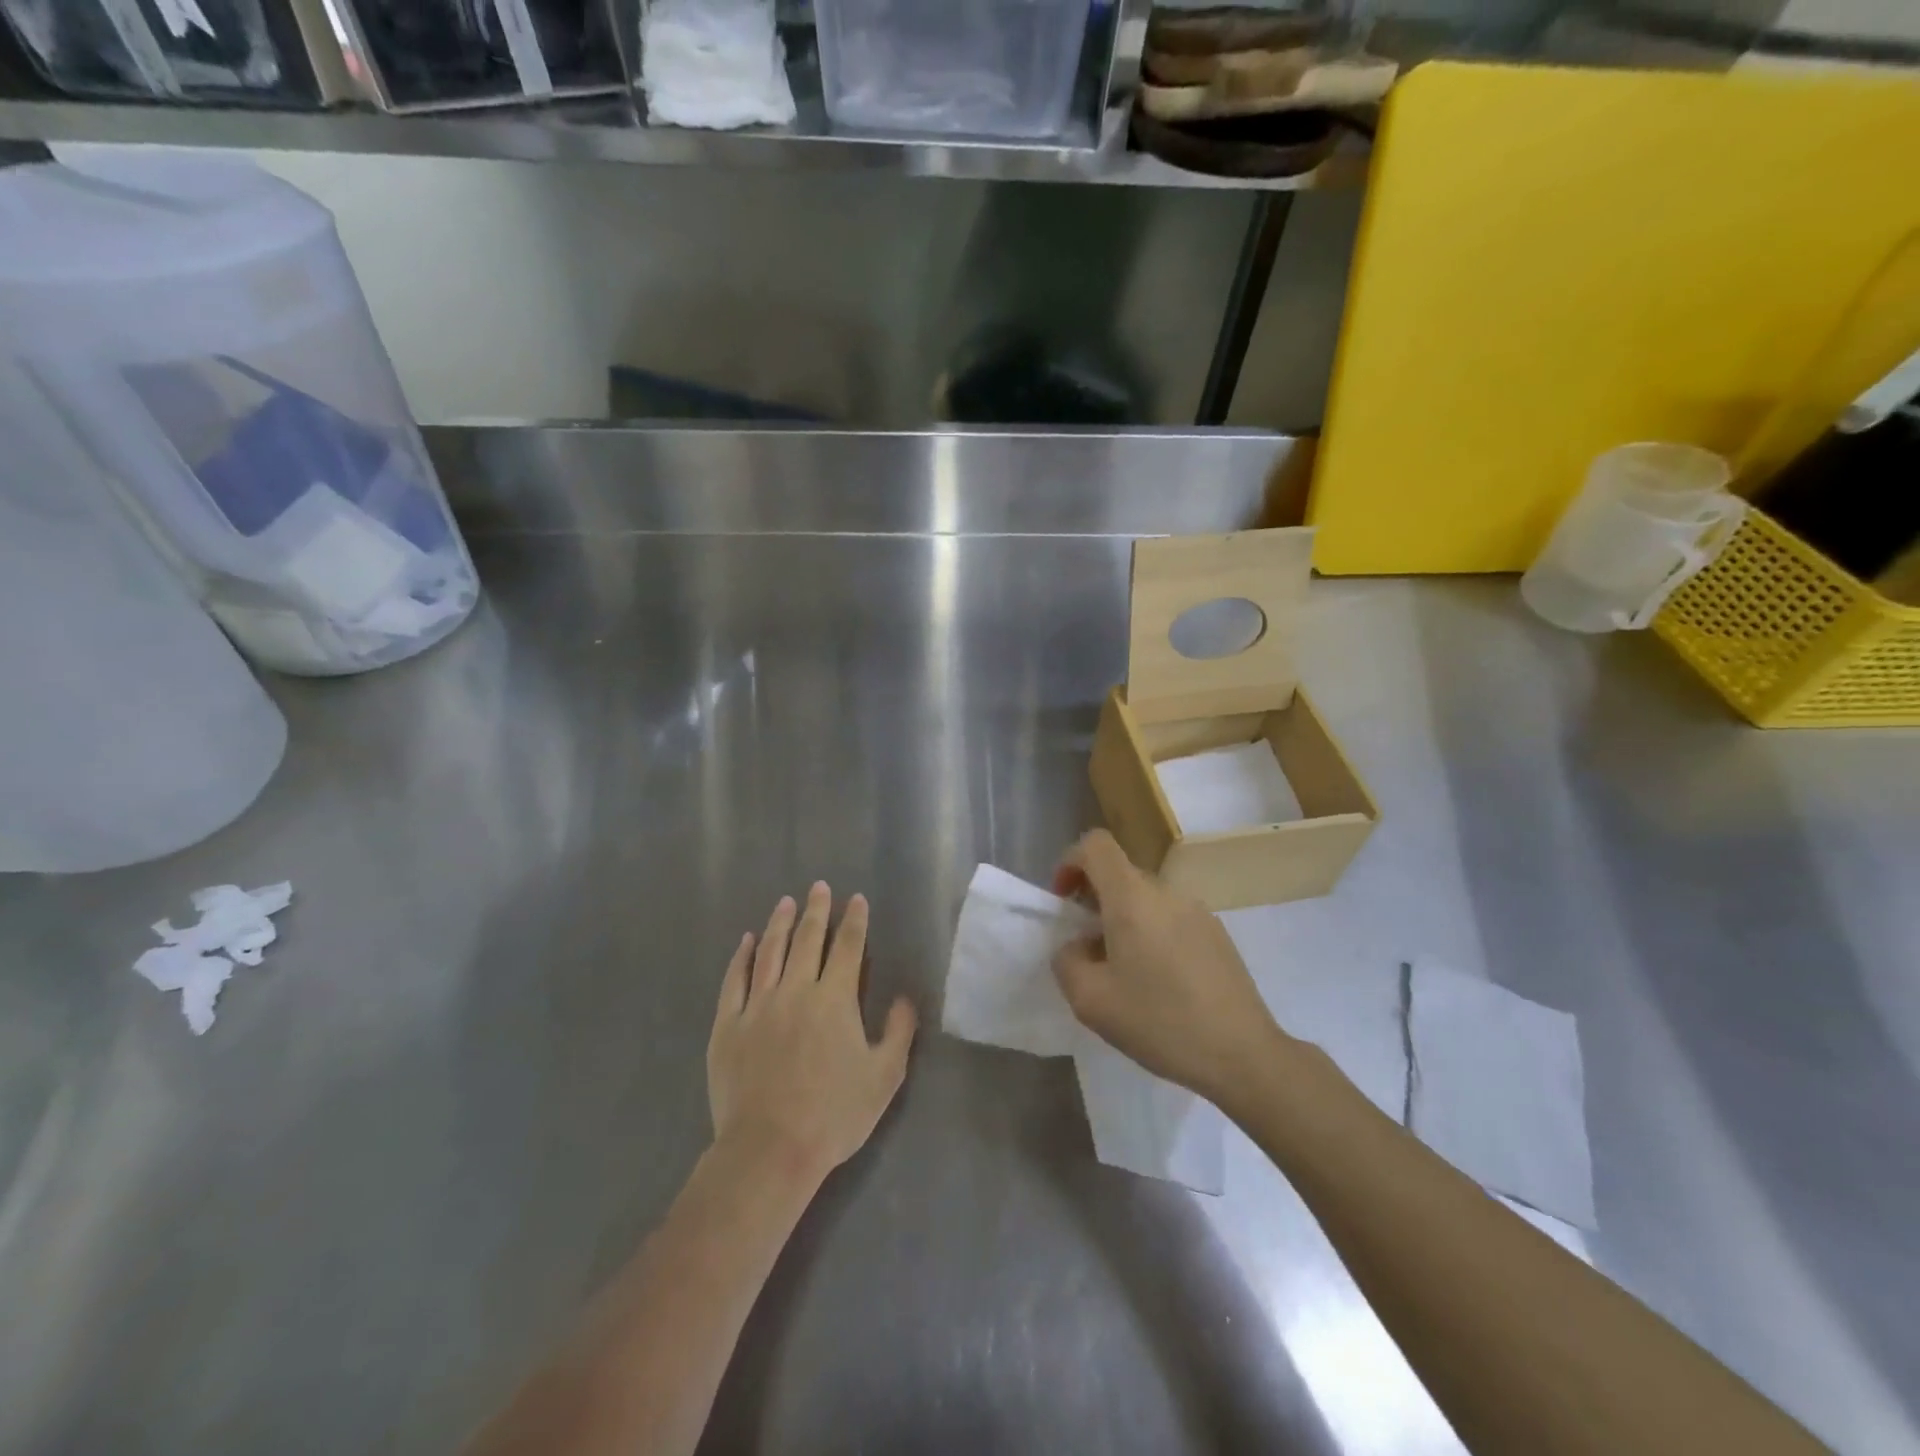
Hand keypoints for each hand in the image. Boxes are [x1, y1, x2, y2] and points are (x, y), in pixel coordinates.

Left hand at [707, 883, 916, 1185]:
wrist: (770, 1149)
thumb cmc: (834, 1114)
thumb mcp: (884, 1076)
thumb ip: (899, 1031)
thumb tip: (905, 997)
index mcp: (835, 999)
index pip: (848, 947)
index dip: (855, 921)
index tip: (856, 899)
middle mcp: (796, 990)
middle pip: (808, 939)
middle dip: (817, 910)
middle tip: (820, 887)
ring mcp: (758, 1005)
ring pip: (770, 952)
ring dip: (780, 924)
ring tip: (786, 902)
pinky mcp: (728, 1025)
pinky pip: (734, 981)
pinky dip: (741, 957)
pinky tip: (745, 942)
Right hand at [1051, 830, 1290, 1106]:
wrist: (1242, 1055)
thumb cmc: (1159, 1022)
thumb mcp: (1090, 1001)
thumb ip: (1067, 961)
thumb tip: (1076, 946)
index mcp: (1132, 898)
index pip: (1095, 844)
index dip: (1071, 863)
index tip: (1064, 903)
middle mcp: (1166, 892)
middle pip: (1120, 874)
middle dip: (1094, 901)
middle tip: (1088, 949)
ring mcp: (1197, 911)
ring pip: (1146, 899)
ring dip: (1124, 921)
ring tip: (1125, 972)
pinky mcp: (1217, 934)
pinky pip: (1171, 918)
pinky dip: (1152, 934)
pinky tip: (1160, 983)